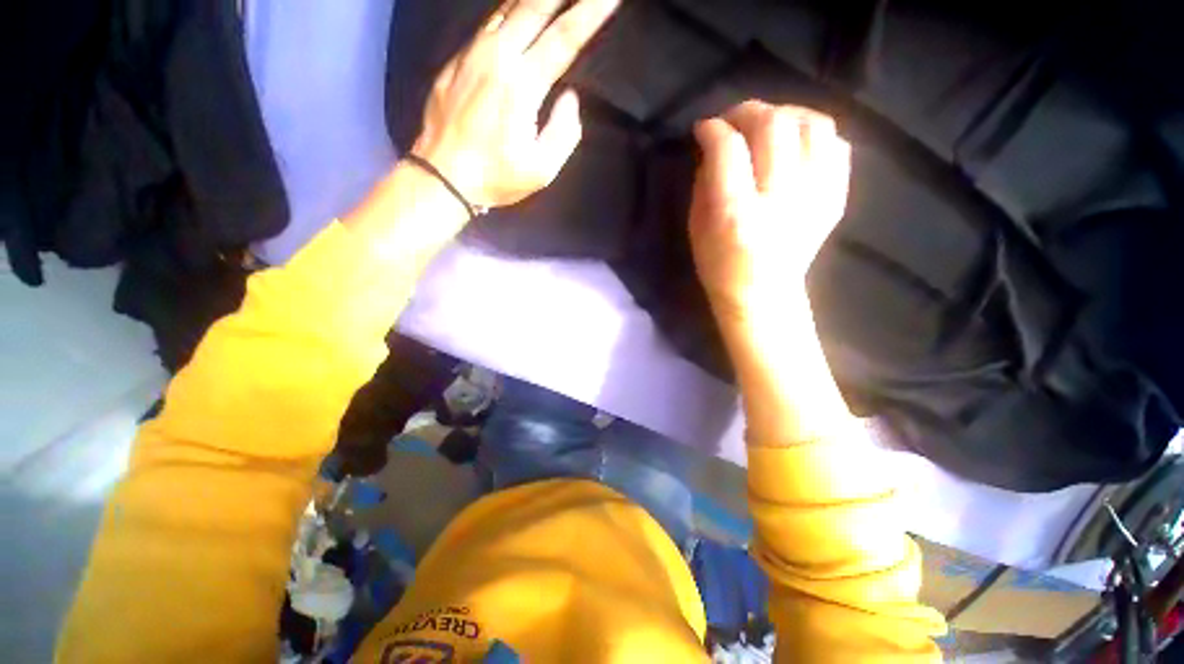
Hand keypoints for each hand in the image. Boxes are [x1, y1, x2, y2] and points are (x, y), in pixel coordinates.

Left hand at [412, 0, 619, 209]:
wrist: (441, 176)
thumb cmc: (496, 177)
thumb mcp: (541, 169)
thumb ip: (564, 132)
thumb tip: (570, 97)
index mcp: (522, 85)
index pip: (564, 38)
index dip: (591, 13)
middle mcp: (497, 57)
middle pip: (534, 6)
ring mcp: (471, 54)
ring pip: (506, 6)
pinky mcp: (455, 61)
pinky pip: (487, 23)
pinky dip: (507, 9)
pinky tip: (517, 7)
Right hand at [688, 101, 850, 322]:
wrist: (764, 296)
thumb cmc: (720, 267)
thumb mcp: (697, 229)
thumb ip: (704, 182)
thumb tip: (715, 145)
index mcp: (736, 214)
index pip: (728, 150)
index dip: (714, 129)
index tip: (704, 129)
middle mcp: (780, 200)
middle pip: (774, 126)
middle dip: (748, 111)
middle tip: (734, 120)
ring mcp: (815, 197)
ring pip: (813, 125)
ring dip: (786, 113)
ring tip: (768, 124)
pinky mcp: (835, 198)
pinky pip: (837, 144)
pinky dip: (814, 132)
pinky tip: (795, 143)